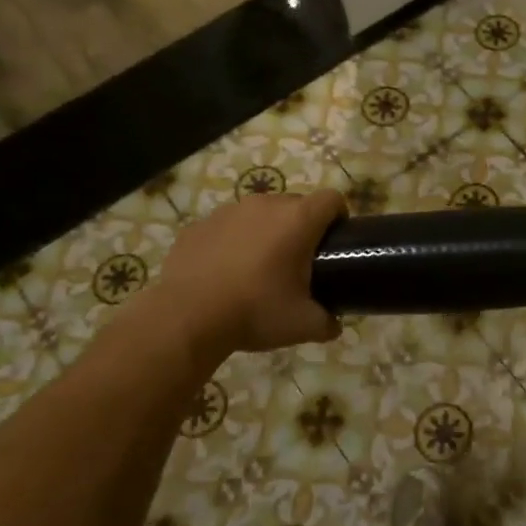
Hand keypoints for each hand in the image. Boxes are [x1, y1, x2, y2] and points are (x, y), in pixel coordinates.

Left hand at [156, 189, 346, 353]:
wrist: (187, 318)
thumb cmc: (255, 312)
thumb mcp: (303, 325)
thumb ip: (328, 321)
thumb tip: (334, 324)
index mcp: (298, 220)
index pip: (332, 199)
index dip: (339, 217)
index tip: (335, 243)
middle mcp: (265, 205)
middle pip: (296, 204)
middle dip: (301, 227)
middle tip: (297, 263)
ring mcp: (228, 212)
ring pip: (259, 213)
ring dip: (266, 232)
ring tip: (258, 267)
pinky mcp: (198, 225)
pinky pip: (226, 227)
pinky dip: (232, 242)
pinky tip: (224, 272)